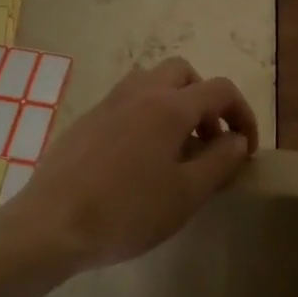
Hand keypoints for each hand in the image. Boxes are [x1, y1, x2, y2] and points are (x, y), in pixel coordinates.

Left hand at [2, 58, 258, 271]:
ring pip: (152, 81)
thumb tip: (237, 140)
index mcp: (170, 106)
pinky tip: (139, 158)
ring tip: (176, 147)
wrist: (52, 223)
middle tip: (209, 140)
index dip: (242, 114)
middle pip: (184, 73)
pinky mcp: (87, 118)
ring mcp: (109, 102)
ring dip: (174, 102)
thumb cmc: (127, 211)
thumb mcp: (186, 194)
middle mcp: (141, 91)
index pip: (221, 90)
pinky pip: (127, 101)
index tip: (245, 149)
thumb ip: (220, 162)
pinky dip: (146, 114)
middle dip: (205, 100)